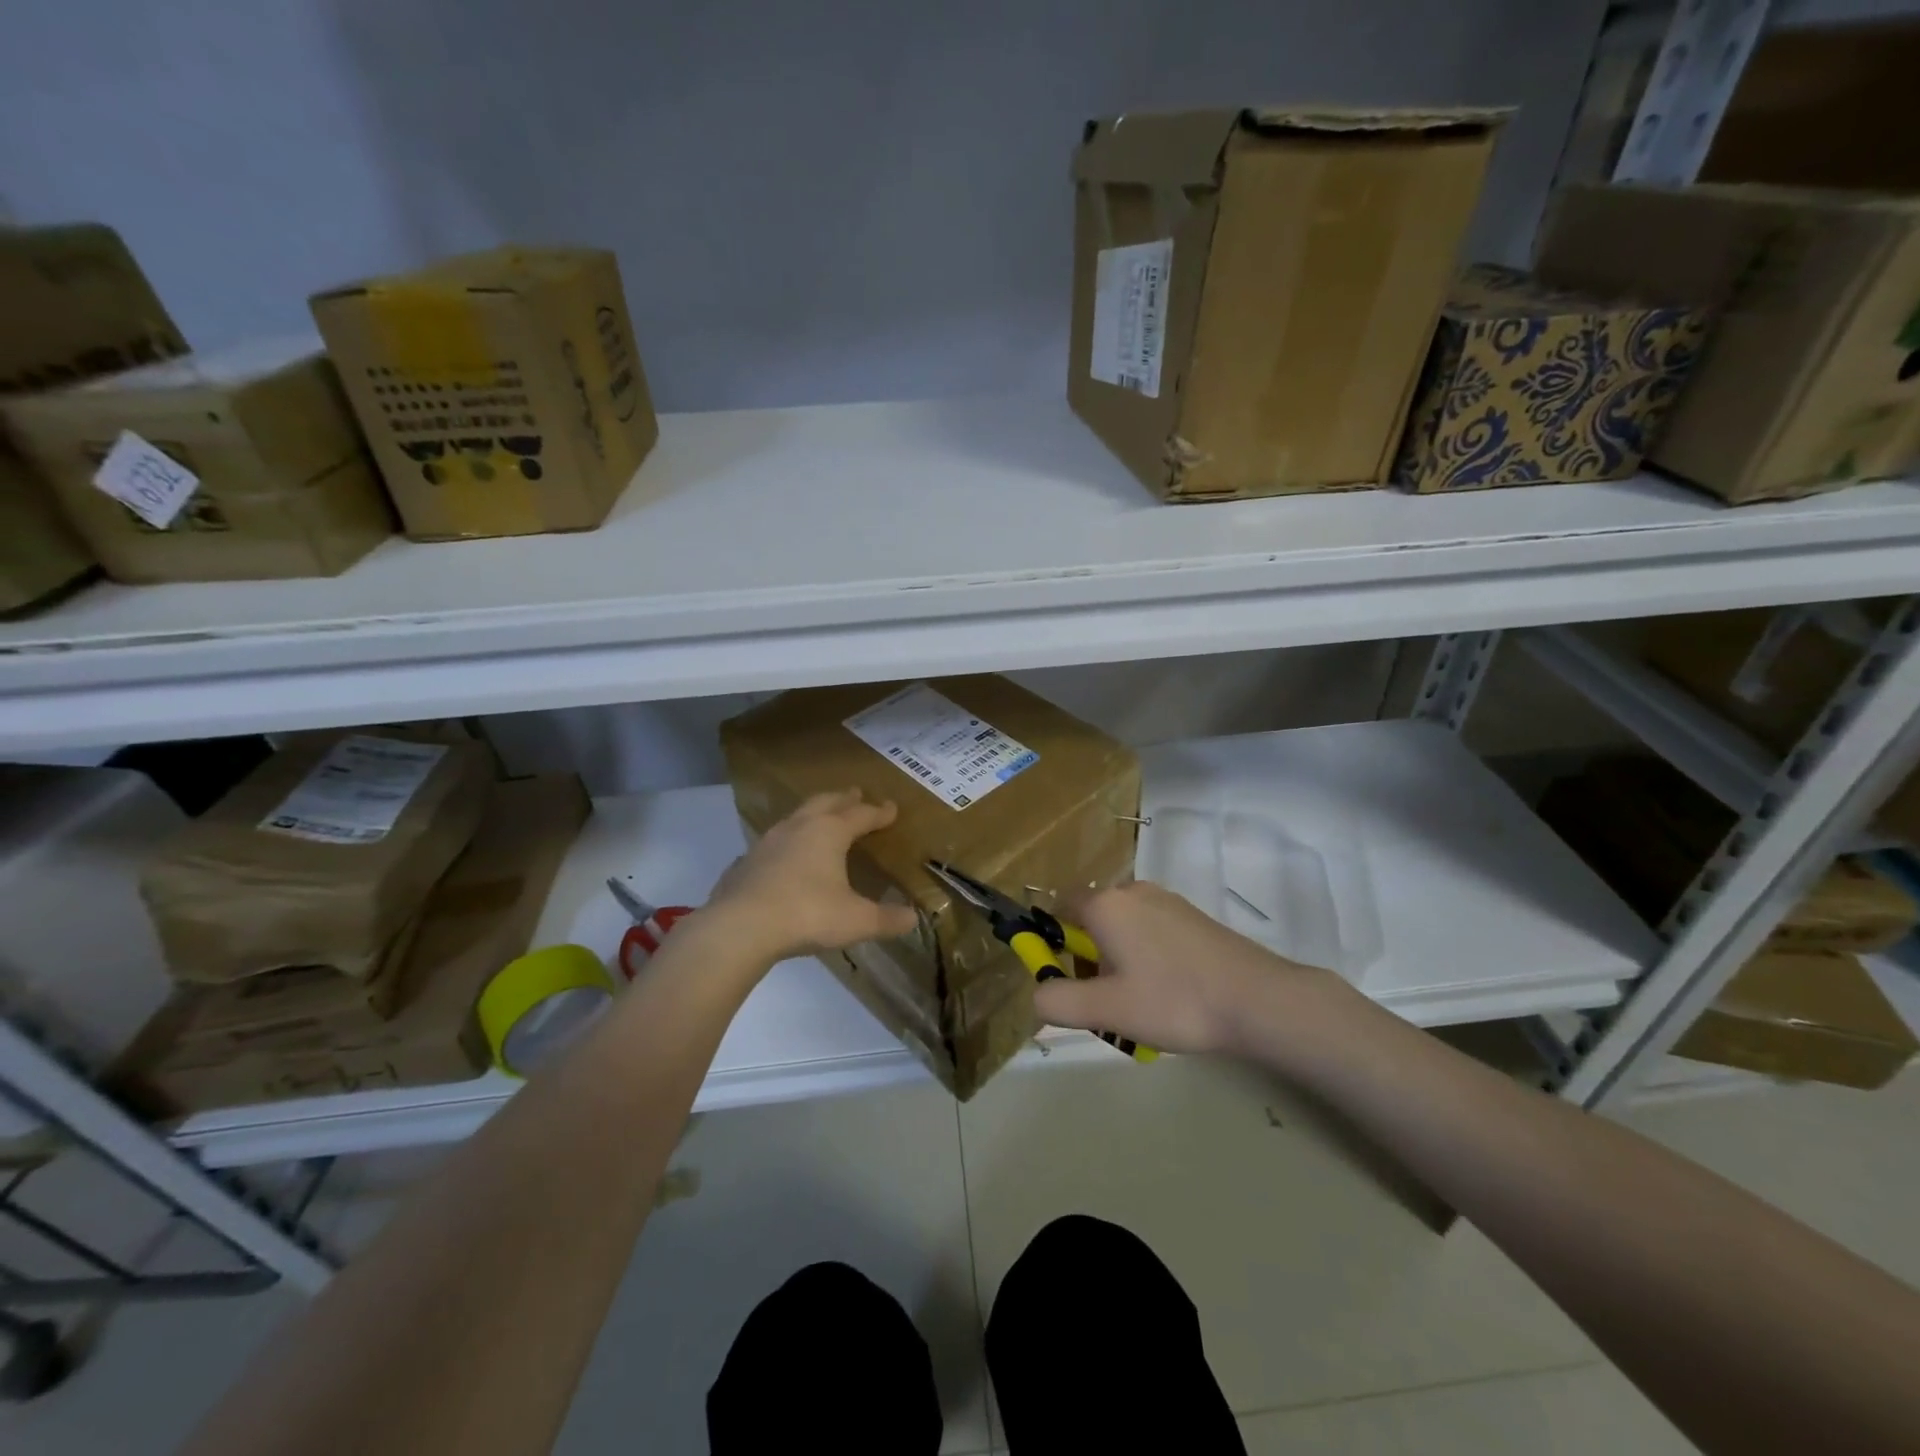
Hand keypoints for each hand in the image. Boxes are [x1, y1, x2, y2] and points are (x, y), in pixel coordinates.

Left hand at [703, 790, 918, 964]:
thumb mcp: (856, 921)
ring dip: (812, 813)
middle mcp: (799, 828)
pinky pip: (772, 843)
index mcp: (829, 832)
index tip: (892, 808)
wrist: (740, 928)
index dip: (879, 812)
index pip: (861, 815)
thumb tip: (913, 918)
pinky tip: (783, 856)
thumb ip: (886, 919)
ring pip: (795, 817)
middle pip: (826, 802)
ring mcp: (767, 842)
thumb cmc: (807, 915)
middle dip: (844, 799)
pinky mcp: (745, 862)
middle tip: (856, 794)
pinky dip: (785, 843)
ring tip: (820, 818)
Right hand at [1034, 881, 1345, 1055]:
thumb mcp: (1106, 1009)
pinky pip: (1152, 931)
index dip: (1053, 939)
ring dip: (1119, 961)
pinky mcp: (1193, 916)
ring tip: (1140, 1006)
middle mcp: (1134, 891)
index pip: (1060, 905)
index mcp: (1106, 905)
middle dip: (1089, 958)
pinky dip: (1148, 957)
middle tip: (1104, 1002)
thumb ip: (1058, 1001)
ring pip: (1124, 928)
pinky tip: (1170, 994)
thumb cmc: (1174, 1000)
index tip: (1064, 975)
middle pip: (1093, 919)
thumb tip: (1037, 993)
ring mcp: (1167, 901)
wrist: (1257, 999)